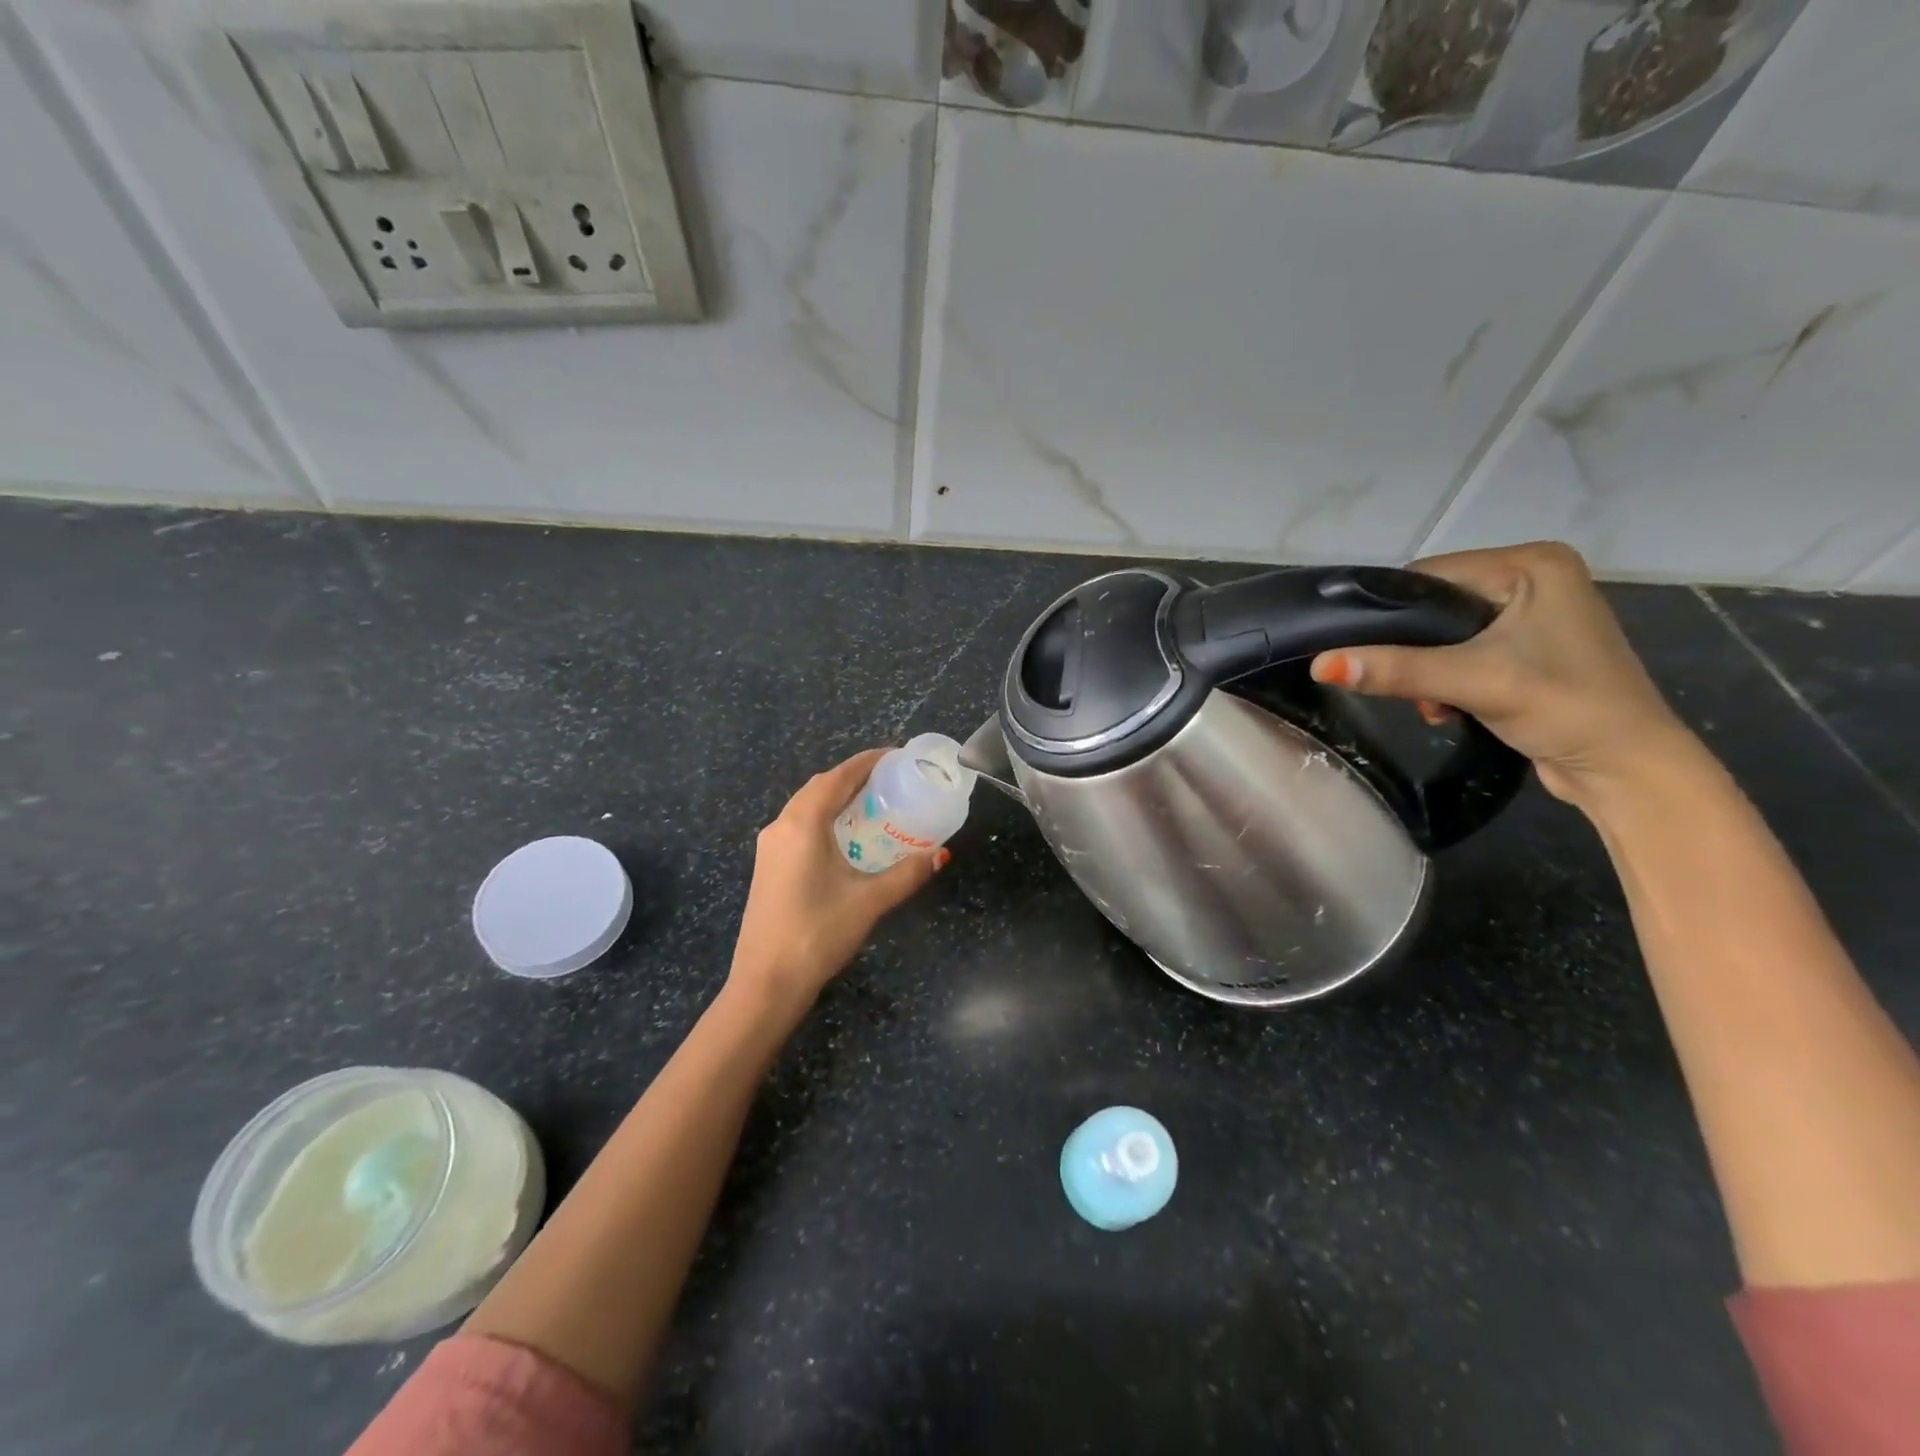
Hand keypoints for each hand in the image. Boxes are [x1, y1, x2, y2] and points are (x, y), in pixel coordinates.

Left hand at [729, 749, 947, 1004]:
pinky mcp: (767, 867)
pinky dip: (823, 818)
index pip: (837, 777)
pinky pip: (798, 826)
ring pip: (805, 806)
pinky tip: (845, 836)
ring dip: (836, 797)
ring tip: (872, 803)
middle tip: (890, 779)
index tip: (895, 755)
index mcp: (802, 824)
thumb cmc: (818, 934)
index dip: (867, 761)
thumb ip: (907, 873)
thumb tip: (940, 854)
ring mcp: (769, 847)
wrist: (765, 983)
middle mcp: (780, 826)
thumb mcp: (869, 901)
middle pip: (819, 787)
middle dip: (853, 777)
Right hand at [1309, 542, 1696, 807]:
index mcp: (1532, 563)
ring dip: (1427, 671)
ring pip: (1444, 634)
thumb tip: (1320, 665)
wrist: (1627, 769)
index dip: (1393, 614)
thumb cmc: (1564, 707)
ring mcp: (1533, 614)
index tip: (1368, 653)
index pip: (1430, 575)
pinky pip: (1463, 652)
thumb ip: (1396, 670)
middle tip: (1414, 689)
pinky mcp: (1529, 649)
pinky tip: (1451, 707)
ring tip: (1437, 705)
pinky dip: (1447, 679)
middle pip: (1435, 606)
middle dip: (1413, 651)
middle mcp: (1534, 578)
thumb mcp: (1472, 681)